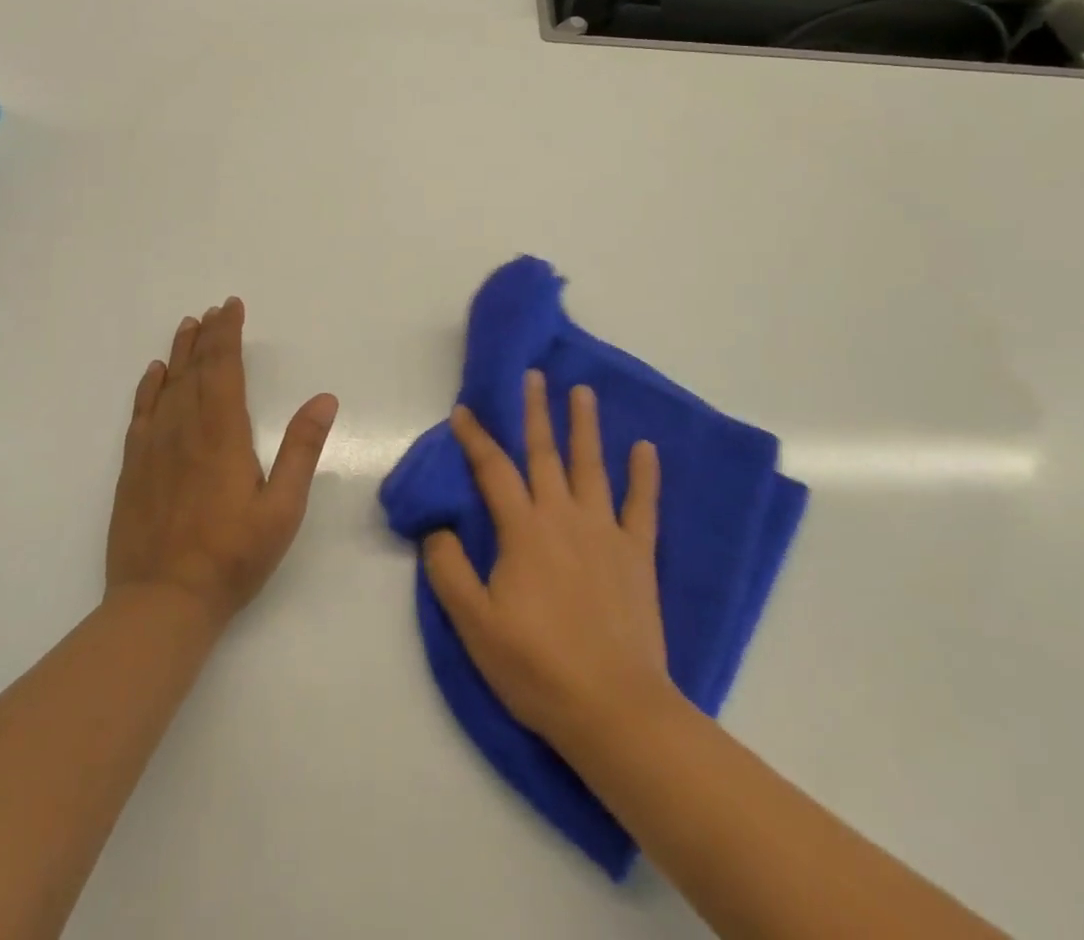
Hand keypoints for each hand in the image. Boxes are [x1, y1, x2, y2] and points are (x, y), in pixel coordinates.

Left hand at [107, 297, 338, 627]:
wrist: (162, 602)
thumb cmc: (233, 556)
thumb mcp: (283, 508)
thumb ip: (302, 450)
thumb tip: (325, 399)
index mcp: (223, 434)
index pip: (224, 369)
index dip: (228, 334)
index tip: (231, 307)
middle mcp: (185, 430)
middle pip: (195, 370)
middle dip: (207, 336)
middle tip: (214, 309)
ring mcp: (154, 448)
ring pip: (167, 386)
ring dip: (179, 353)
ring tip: (187, 326)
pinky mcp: (133, 468)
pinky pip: (141, 414)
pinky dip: (149, 388)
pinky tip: (154, 374)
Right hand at [423, 370, 668, 744]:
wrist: (613, 707)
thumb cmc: (536, 666)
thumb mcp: (474, 625)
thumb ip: (449, 570)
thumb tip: (437, 527)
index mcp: (522, 530)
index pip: (492, 470)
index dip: (475, 437)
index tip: (464, 410)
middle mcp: (563, 516)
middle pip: (545, 453)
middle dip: (535, 411)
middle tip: (534, 375)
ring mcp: (605, 531)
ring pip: (592, 465)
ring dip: (585, 426)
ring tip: (582, 392)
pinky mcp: (637, 553)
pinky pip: (643, 505)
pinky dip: (645, 475)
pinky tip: (646, 447)